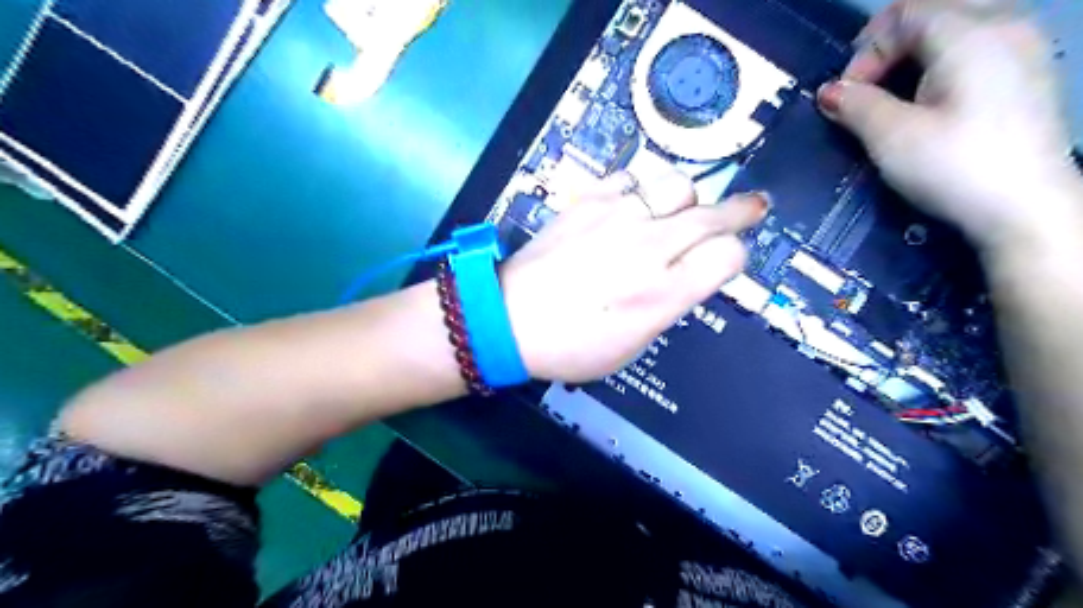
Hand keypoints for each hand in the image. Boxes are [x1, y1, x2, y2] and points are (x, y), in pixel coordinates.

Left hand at [502, 171, 763, 380]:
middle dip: (740, 211)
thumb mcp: (633, 345)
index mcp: (662, 293)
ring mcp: (617, 217)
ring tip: (681, 210)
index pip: (728, 256)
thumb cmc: (571, 346)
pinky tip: (635, 204)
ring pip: (677, 185)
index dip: (734, 257)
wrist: (509, 318)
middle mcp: (648, 247)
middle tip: (752, 207)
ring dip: (687, 199)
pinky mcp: (588, 200)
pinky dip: (642, 189)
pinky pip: (631, 178)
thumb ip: (670, 304)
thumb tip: (690, 274)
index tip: (725, 261)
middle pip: (713, 214)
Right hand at [818, 0, 1077, 250]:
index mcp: (971, 33)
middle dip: (886, 48)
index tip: (846, 99)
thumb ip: (855, 105)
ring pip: (953, 27)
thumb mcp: (891, 137)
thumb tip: (828, 92)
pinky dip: (938, 63)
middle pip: (930, 13)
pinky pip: (974, 46)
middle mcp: (1005, 24)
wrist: (1024, 209)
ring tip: (890, 97)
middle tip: (863, 91)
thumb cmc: (953, 167)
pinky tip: (927, 100)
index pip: (902, 15)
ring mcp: (1023, 47)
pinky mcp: (1026, 74)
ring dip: (911, 56)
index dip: (863, 53)